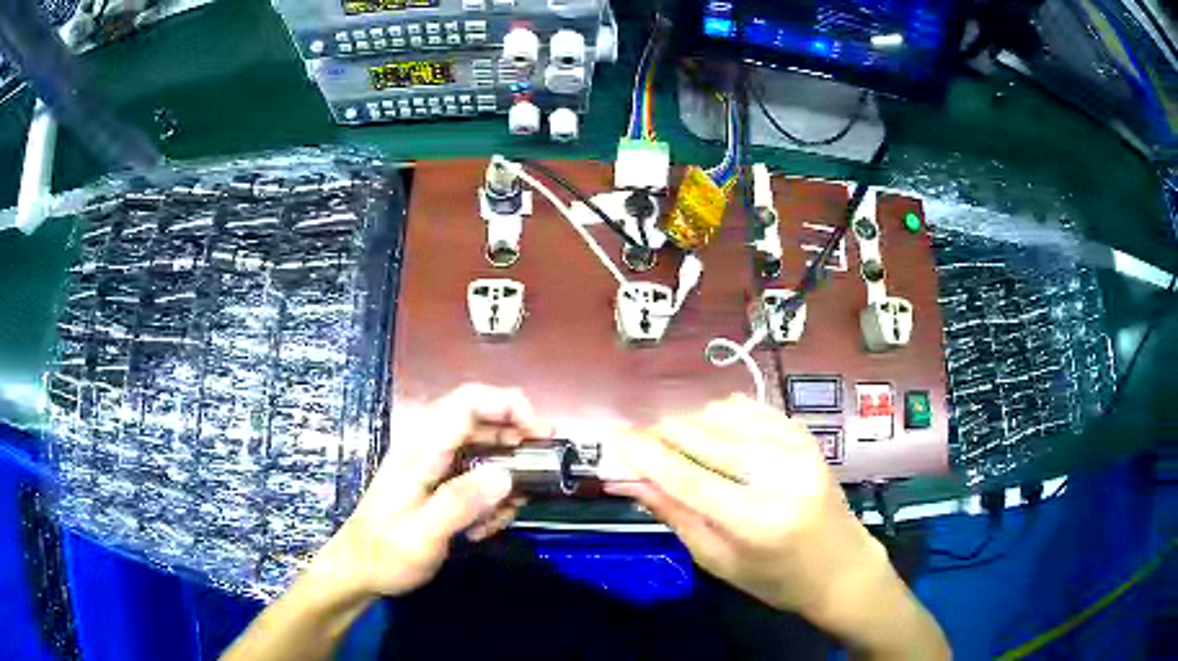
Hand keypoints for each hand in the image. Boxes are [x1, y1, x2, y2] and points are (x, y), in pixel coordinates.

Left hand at [311, 384, 550, 597]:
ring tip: (500, 519)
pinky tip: (481, 528)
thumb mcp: (423, 535)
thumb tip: (506, 475)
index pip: (469, 402)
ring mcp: (433, 465)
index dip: (509, 405)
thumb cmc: (386, 554)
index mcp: (421, 450)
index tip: (542, 434)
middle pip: (482, 420)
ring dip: (504, 480)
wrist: (359, 571)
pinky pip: (476, 477)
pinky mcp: (437, 483)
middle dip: (517, 443)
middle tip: (542, 476)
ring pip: (484, 451)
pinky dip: (490, 499)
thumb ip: (460, 502)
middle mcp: (428, 448)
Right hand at [606, 395, 889, 617]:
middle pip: (707, 439)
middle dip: (665, 432)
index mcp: (756, 522)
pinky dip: (724, 413)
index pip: (690, 479)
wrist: (841, 567)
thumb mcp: (719, 562)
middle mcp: (780, 477)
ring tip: (676, 440)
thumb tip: (630, 482)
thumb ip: (676, 517)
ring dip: (692, 422)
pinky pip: (754, 409)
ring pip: (728, 416)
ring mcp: (799, 451)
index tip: (617, 438)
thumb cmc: (776, 579)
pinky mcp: (807, 437)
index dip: (649, 456)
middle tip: (639, 437)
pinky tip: (712, 427)